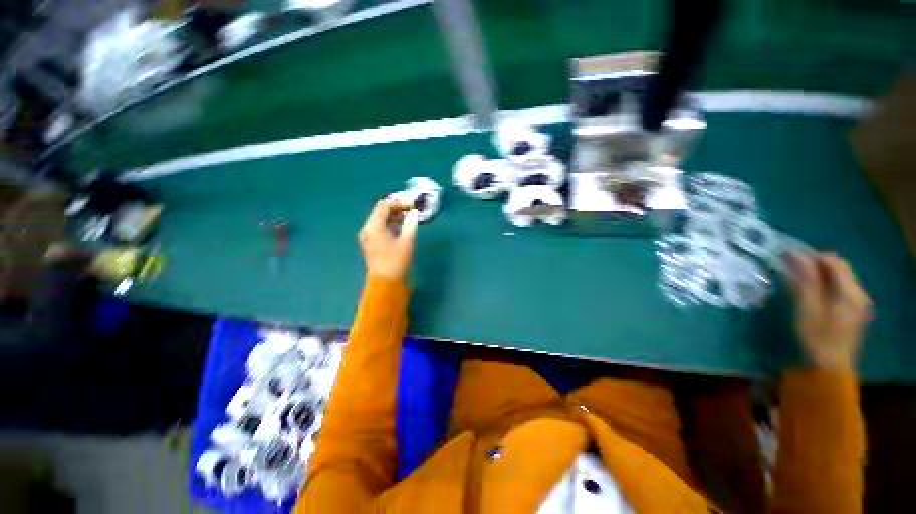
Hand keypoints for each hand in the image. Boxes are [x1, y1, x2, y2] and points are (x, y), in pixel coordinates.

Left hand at [358, 199, 418, 281]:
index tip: (412, 205)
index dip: (399, 202)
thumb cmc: (396, 262)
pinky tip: (400, 228)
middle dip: (396, 208)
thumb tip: (414, 213)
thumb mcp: (406, 242)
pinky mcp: (370, 243)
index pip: (384, 206)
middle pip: (380, 211)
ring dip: (393, 216)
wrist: (385, 284)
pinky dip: (389, 224)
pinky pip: (378, 227)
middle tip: (410, 210)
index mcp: (374, 227)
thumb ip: (410, 224)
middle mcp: (367, 229)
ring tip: (408, 219)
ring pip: (379, 219)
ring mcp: (367, 236)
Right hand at [787, 252, 871, 370]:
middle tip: (792, 267)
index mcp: (850, 293)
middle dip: (816, 265)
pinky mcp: (853, 311)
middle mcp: (858, 294)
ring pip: (839, 278)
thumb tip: (798, 256)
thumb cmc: (816, 337)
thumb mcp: (807, 308)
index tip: (792, 257)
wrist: (830, 367)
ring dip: (819, 275)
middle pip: (839, 269)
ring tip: (797, 278)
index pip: (835, 263)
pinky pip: (840, 289)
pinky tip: (809, 291)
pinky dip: (824, 285)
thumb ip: (805, 281)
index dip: (814, 256)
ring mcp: (858, 303)